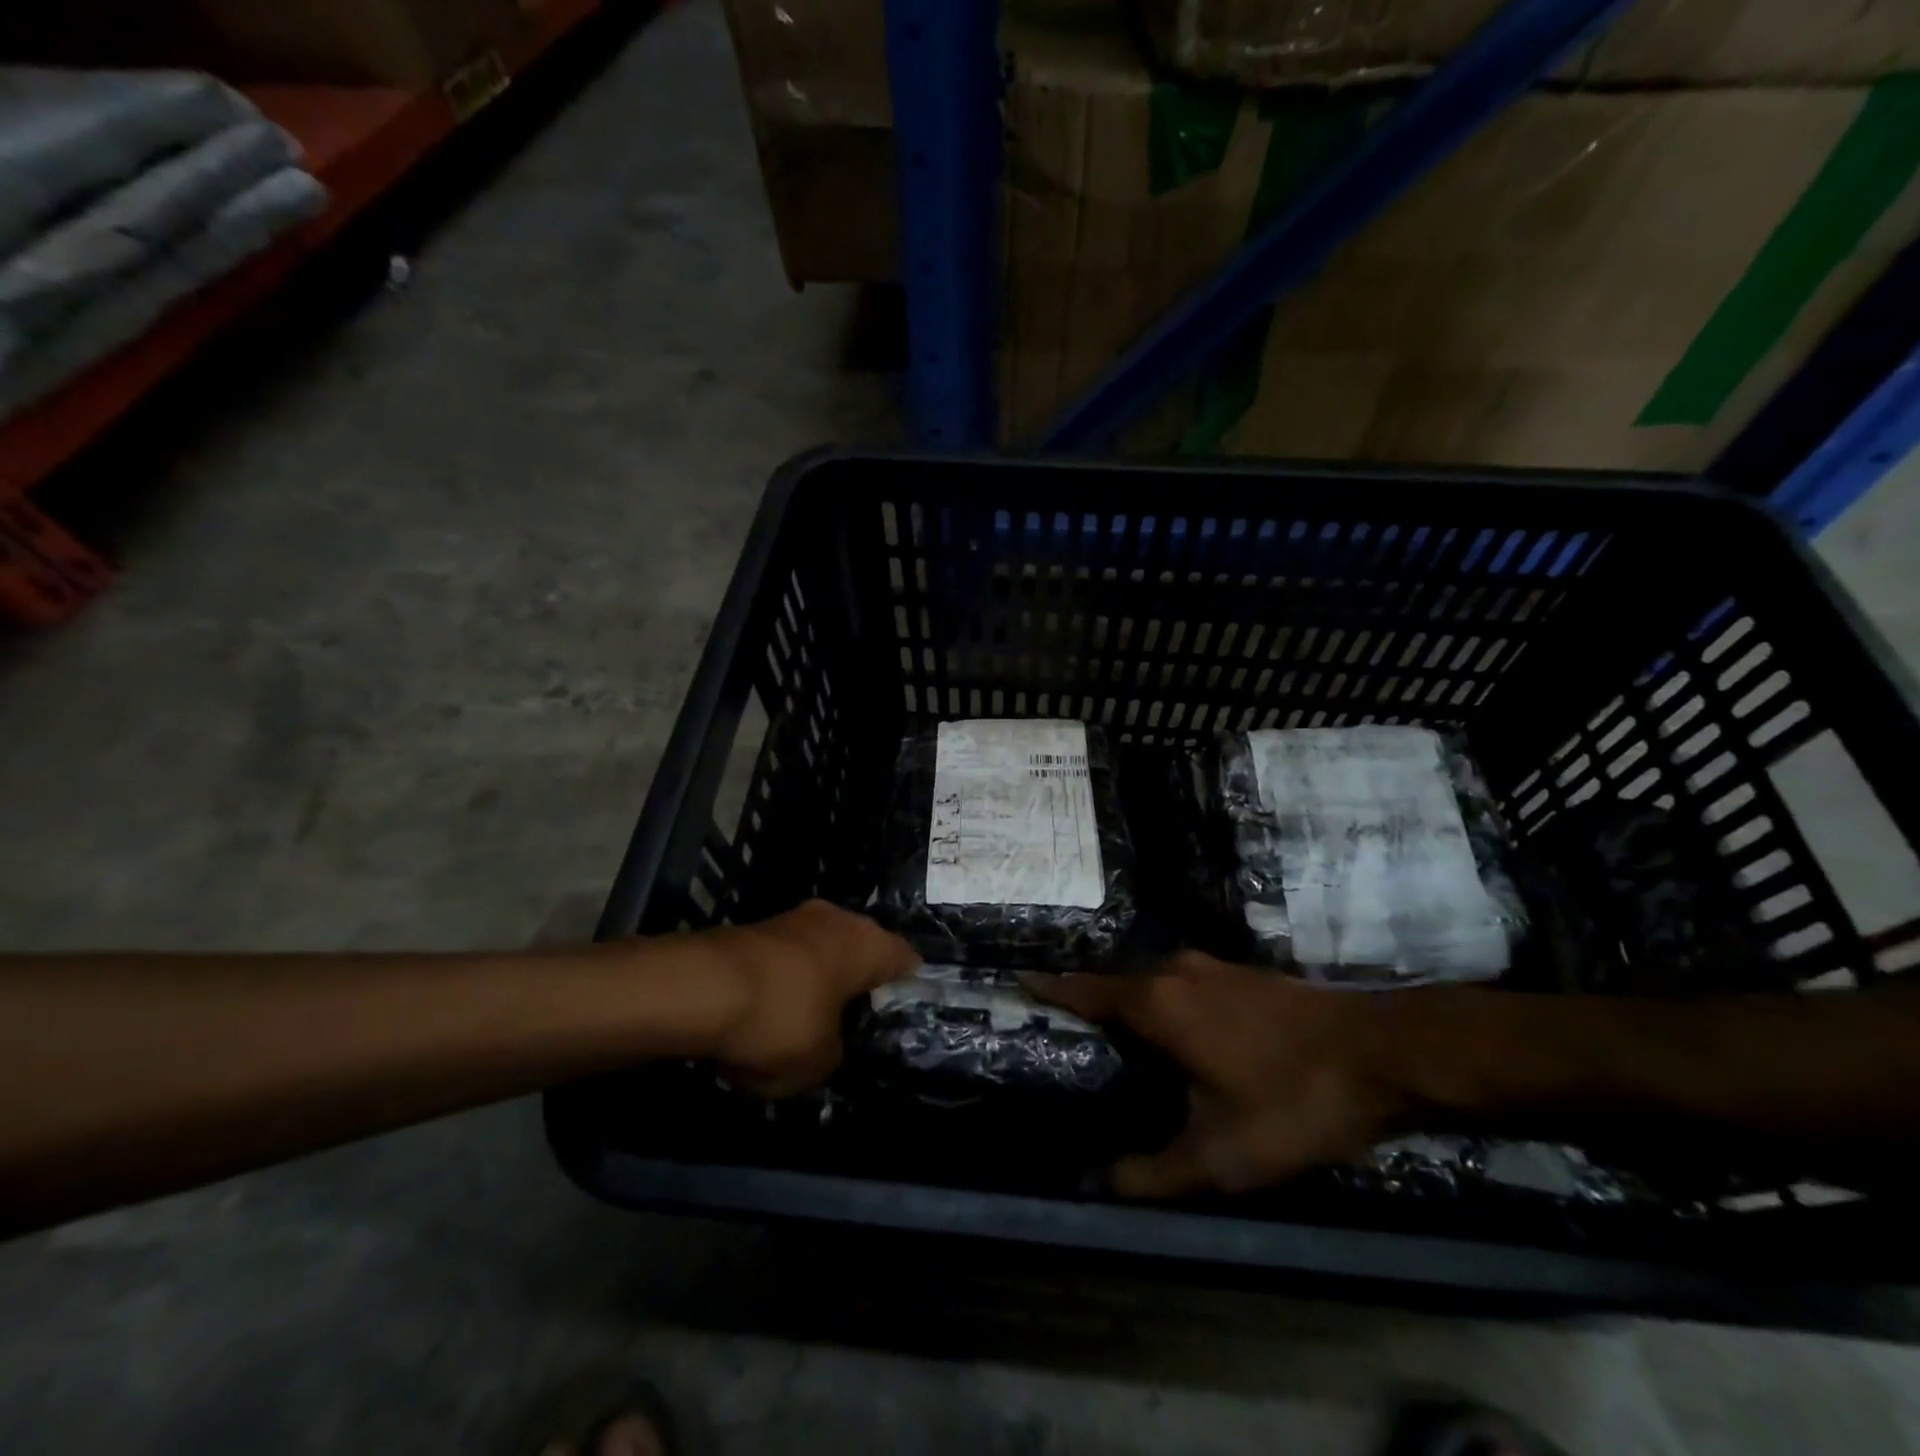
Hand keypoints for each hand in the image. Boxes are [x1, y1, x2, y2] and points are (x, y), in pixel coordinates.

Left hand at [704, 900, 918, 1097]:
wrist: (698, 988)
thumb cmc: (781, 1021)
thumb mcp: (821, 1063)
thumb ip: (837, 1054)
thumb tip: (828, 1046)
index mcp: (868, 943)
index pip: (907, 962)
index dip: (907, 993)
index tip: (899, 1022)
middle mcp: (837, 918)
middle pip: (861, 953)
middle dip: (857, 986)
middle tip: (853, 1025)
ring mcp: (792, 918)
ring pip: (819, 954)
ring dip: (816, 983)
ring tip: (806, 1024)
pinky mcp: (754, 927)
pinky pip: (784, 960)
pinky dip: (782, 983)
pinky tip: (766, 1015)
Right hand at [1027, 952, 1410, 1197]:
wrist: (1382, 1052)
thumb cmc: (1291, 1097)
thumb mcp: (1221, 1156)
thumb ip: (1155, 1174)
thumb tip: (1099, 1186)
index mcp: (1156, 1002)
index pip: (1084, 989)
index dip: (1050, 987)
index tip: (1018, 982)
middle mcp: (1175, 972)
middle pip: (1114, 982)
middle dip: (1086, 1000)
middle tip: (1062, 1029)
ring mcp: (1211, 967)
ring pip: (1151, 982)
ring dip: (1128, 1001)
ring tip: (1113, 1035)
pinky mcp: (1241, 973)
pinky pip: (1182, 984)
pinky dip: (1163, 1002)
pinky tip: (1175, 1032)